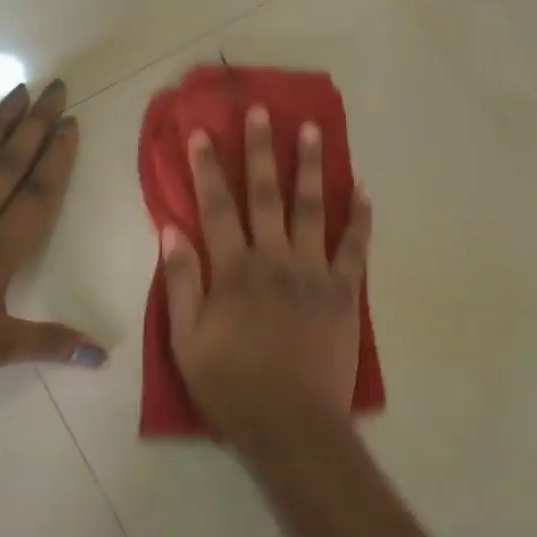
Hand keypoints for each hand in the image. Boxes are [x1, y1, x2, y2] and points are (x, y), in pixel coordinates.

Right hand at [165, 105, 371, 450]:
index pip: (216, 207)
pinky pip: (355, 246)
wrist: (292, 426)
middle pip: (264, 194)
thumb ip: (181, 282)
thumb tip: (172, 230)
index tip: (203, 133)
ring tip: (312, 130)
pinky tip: (364, 188)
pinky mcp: (344, 289)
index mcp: (234, 270)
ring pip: (311, 207)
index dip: (207, 168)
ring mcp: (313, 271)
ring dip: (310, 166)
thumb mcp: (186, 342)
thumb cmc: (232, 387)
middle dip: (260, 149)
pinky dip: (361, 216)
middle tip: (262, 111)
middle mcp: (274, 258)